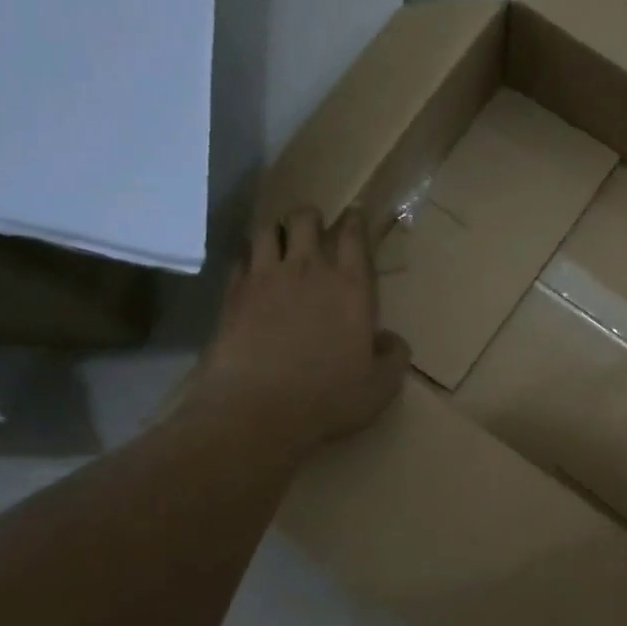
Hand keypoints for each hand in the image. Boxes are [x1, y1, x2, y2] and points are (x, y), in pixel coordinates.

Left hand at [174, 207, 409, 455]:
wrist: (258, 409)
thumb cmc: (329, 397)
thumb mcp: (381, 386)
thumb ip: (394, 357)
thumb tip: (391, 340)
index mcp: (350, 287)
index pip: (354, 237)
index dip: (355, 221)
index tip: (355, 215)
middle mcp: (308, 270)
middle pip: (305, 219)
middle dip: (311, 217)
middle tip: (313, 228)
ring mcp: (265, 278)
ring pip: (267, 231)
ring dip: (276, 231)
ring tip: (279, 242)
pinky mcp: (232, 295)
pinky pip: (239, 260)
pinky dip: (247, 260)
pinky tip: (250, 273)